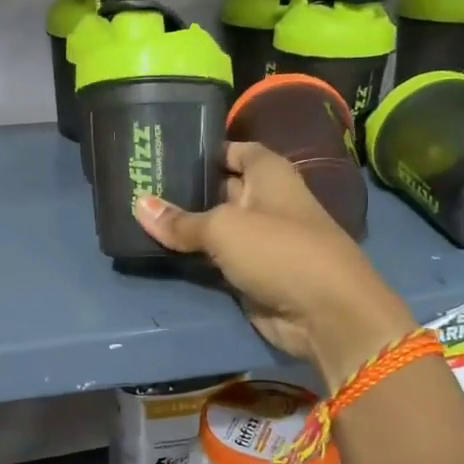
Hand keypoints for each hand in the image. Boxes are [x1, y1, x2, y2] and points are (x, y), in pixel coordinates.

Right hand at [135, 142, 416, 389]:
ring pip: (215, 227)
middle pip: (221, 188)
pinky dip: (194, 256)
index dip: (205, 149)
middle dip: (185, 187)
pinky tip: (159, 249)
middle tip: (138, 183)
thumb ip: (180, 220)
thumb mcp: (224, 228)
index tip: (165, 150)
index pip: (235, 150)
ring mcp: (260, 240)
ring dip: (186, 226)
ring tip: (137, 214)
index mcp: (269, 174)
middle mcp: (266, 202)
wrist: (325, 314)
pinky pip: (216, 259)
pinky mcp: (252, 274)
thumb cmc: (279, 250)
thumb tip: (137, 205)